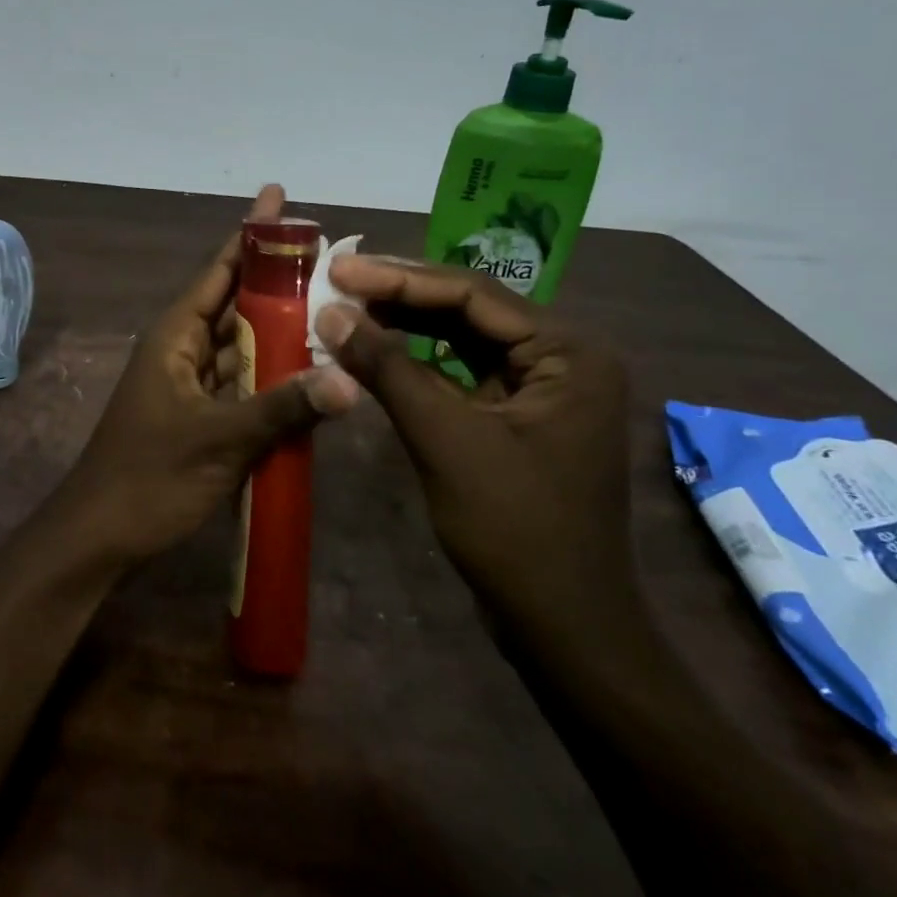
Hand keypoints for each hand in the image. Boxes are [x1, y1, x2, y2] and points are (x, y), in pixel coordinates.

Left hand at [58, 186, 359, 568]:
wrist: (101, 534)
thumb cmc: (149, 476)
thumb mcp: (219, 440)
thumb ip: (284, 408)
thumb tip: (351, 381)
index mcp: (175, 335)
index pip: (219, 270)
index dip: (250, 234)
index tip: (279, 198)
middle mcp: (182, 348)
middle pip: (236, 301)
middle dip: (277, 279)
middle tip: (329, 256)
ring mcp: (190, 383)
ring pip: (242, 343)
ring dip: (279, 328)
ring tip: (331, 306)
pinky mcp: (200, 414)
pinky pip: (242, 381)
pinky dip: (272, 373)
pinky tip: (310, 370)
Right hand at [315, 258, 631, 626]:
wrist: (564, 627)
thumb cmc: (514, 528)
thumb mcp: (444, 438)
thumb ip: (387, 368)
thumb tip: (329, 312)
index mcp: (567, 350)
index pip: (472, 293)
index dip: (398, 278)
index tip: (339, 269)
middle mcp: (562, 355)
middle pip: (468, 308)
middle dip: (399, 295)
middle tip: (336, 280)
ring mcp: (542, 386)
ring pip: (462, 337)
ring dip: (404, 324)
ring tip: (345, 307)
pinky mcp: (519, 413)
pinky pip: (462, 370)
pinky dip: (416, 361)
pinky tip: (374, 350)